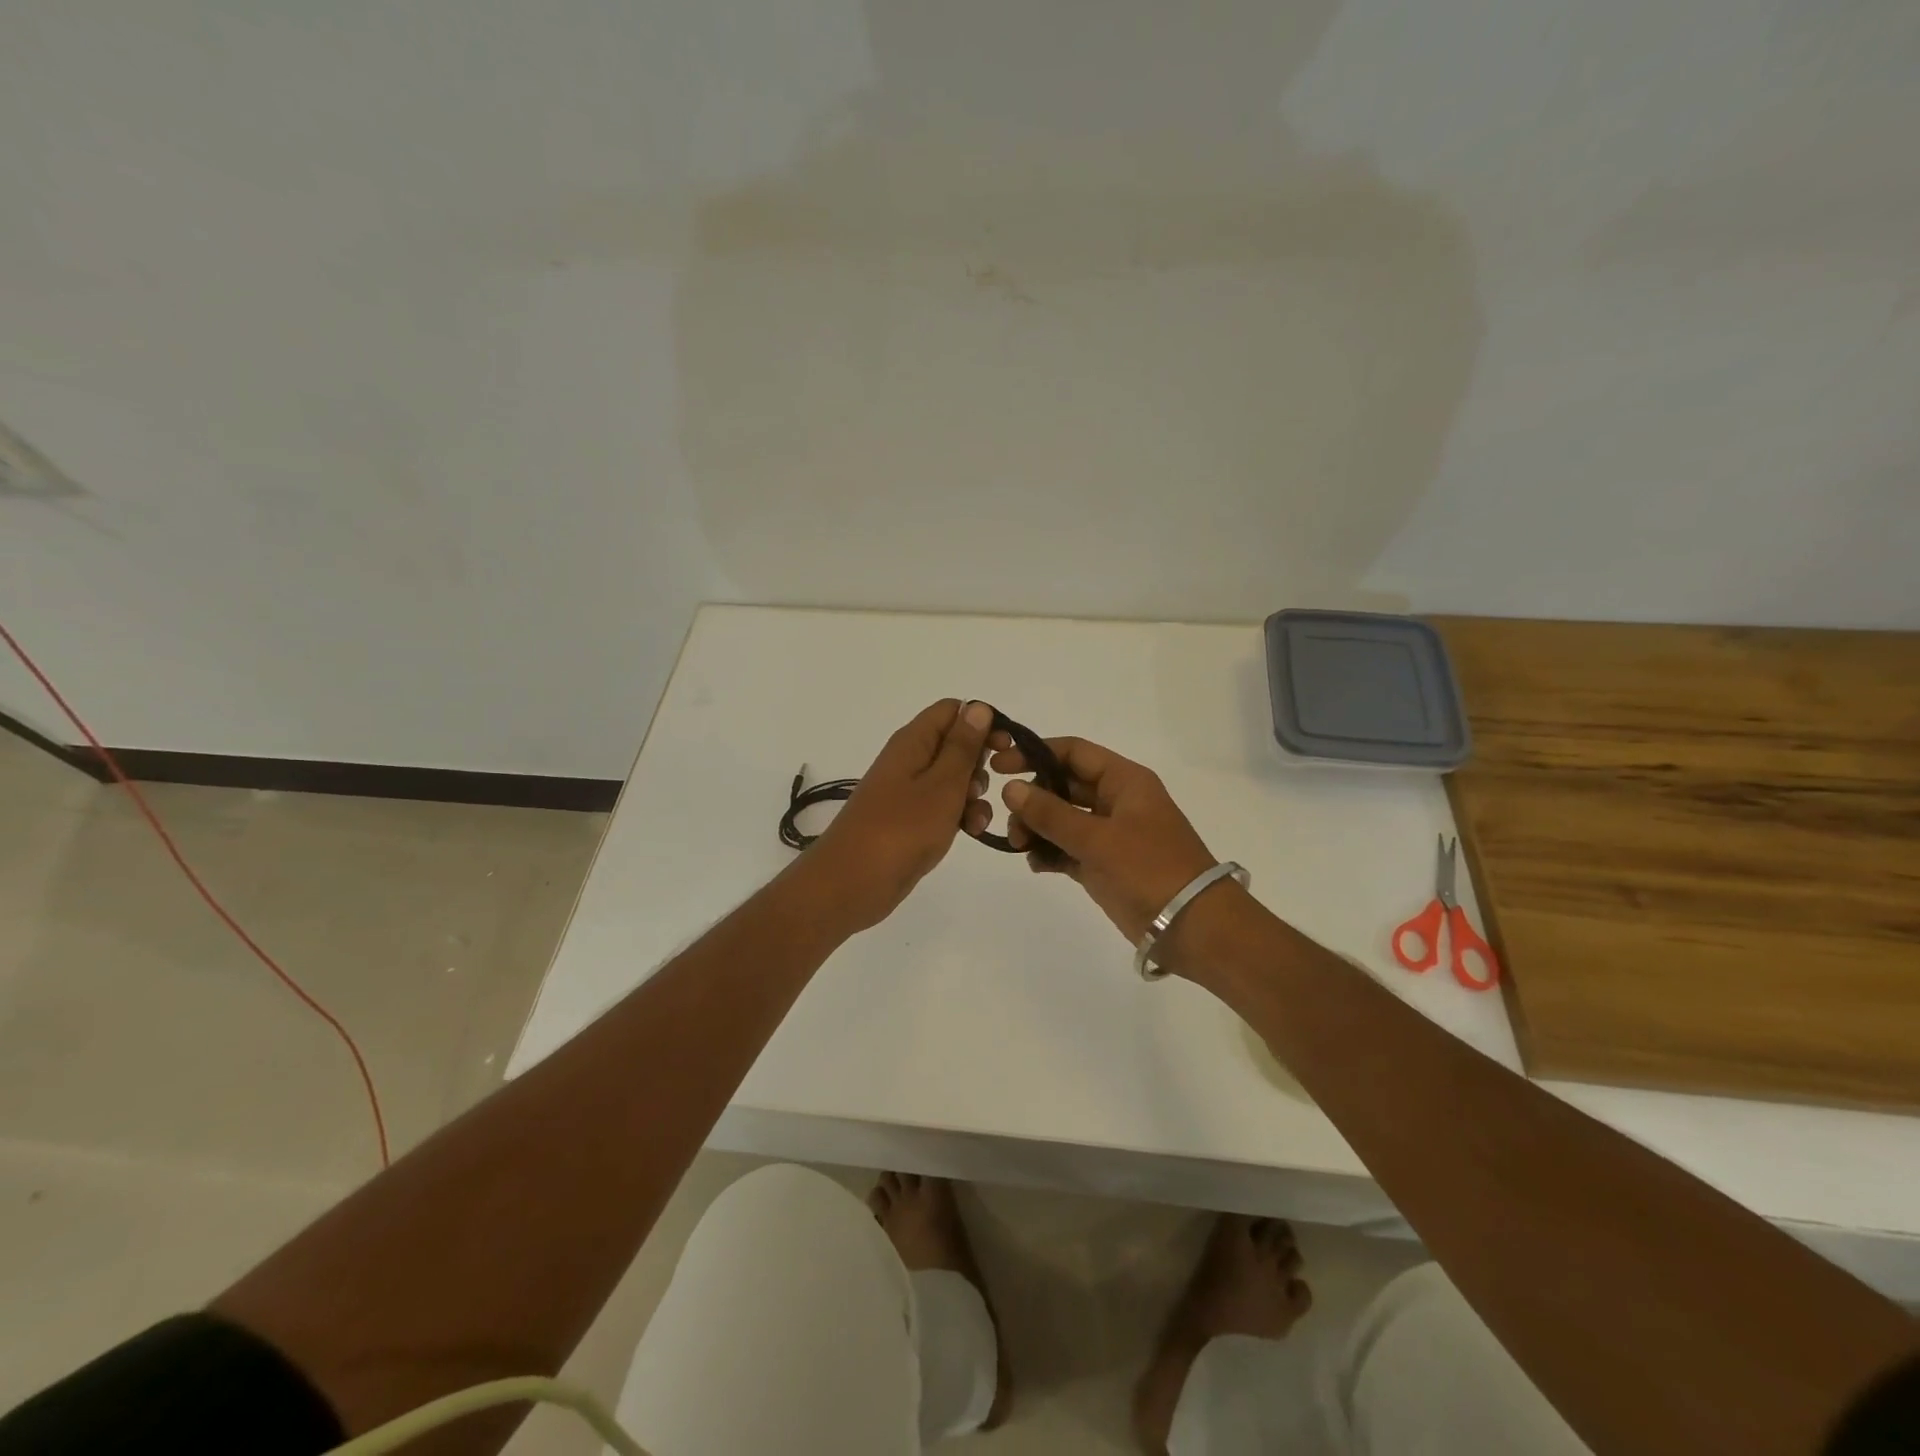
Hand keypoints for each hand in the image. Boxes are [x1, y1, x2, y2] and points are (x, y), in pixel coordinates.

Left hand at [800, 699, 996, 931]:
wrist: (852, 883)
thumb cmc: (901, 829)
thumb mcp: (942, 785)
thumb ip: (963, 747)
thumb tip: (978, 707)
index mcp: (913, 741)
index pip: (952, 710)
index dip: (982, 723)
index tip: (1004, 748)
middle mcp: (909, 759)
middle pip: (955, 744)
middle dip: (980, 764)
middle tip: (987, 787)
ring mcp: (908, 791)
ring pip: (953, 779)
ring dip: (973, 795)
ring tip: (977, 819)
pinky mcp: (910, 819)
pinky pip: (942, 806)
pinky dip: (959, 815)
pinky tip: (971, 833)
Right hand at [995, 737, 1218, 942]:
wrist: (1193, 926)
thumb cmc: (1149, 869)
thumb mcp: (1098, 838)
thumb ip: (1051, 813)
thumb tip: (1011, 789)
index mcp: (1124, 780)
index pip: (1074, 752)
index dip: (1035, 754)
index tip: (1000, 767)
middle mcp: (1116, 801)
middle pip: (1063, 785)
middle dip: (1033, 799)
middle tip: (1012, 822)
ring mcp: (1110, 834)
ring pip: (1062, 819)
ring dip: (1037, 828)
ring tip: (1020, 847)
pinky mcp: (1104, 865)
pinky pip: (1068, 849)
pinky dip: (1050, 853)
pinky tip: (1036, 864)